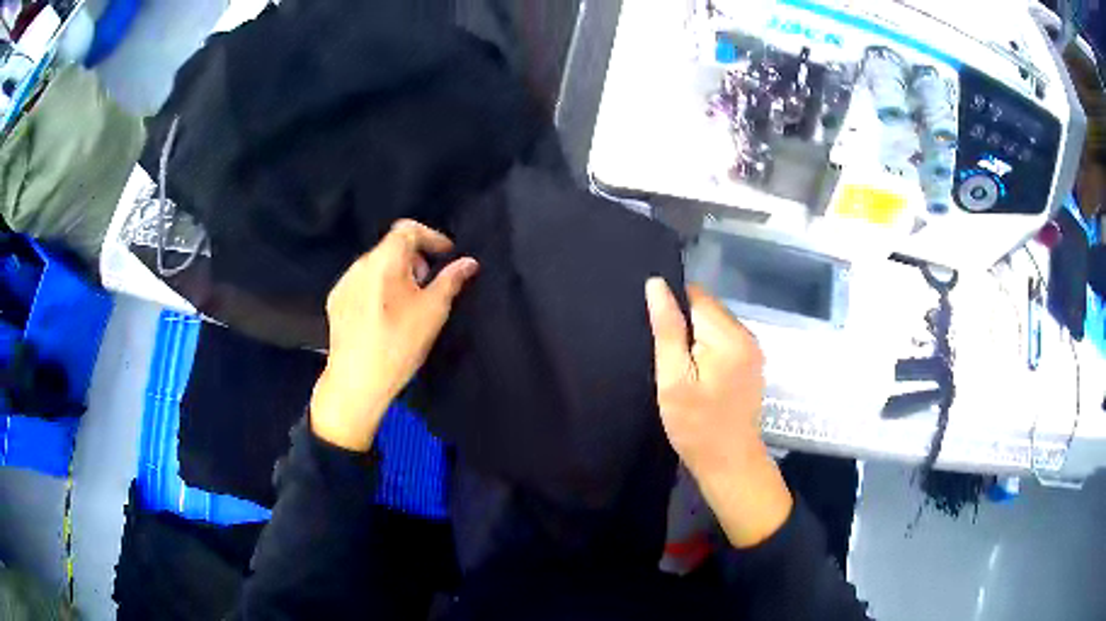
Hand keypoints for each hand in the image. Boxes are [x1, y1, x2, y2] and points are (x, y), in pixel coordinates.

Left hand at [311, 220, 478, 451]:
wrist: (357, 381)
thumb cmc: (399, 344)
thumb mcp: (433, 311)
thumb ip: (451, 280)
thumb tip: (469, 262)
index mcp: (384, 260)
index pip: (407, 229)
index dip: (431, 236)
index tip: (446, 254)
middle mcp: (360, 264)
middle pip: (391, 247)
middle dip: (414, 258)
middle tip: (428, 284)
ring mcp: (344, 283)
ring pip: (375, 265)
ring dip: (395, 273)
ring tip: (407, 303)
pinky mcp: (335, 301)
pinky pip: (361, 283)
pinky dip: (377, 288)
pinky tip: (384, 316)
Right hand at [645, 278, 791, 547]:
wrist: (730, 463)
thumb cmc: (697, 426)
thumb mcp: (673, 379)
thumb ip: (667, 330)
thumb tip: (656, 284)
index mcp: (729, 335)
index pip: (695, 296)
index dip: (671, 308)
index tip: (656, 334)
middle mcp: (746, 335)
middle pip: (706, 309)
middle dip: (683, 325)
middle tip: (666, 360)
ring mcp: (752, 350)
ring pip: (713, 325)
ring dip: (694, 339)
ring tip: (679, 369)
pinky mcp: (751, 364)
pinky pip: (722, 341)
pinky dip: (706, 351)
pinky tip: (696, 376)